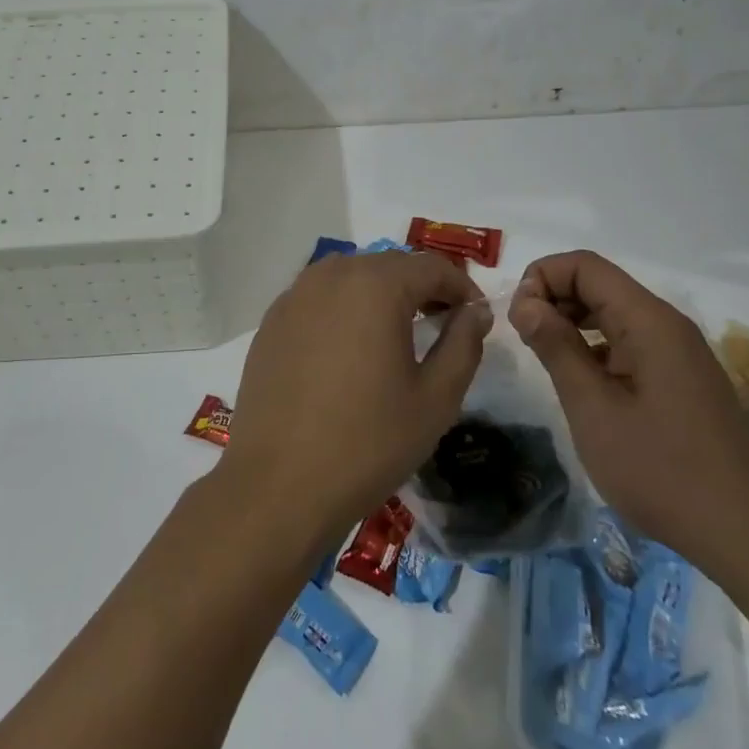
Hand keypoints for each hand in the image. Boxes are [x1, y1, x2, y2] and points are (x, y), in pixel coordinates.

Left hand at [221, 252, 489, 546]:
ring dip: (381, 292)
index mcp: (375, 285)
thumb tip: (476, 311)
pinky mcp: (272, 321)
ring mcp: (295, 295)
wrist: (279, 483)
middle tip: (442, 322)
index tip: (475, 315)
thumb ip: (463, 344)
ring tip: (397, 332)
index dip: (461, 286)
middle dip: (421, 286)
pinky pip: (319, 296)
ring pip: (351, 276)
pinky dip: (344, 307)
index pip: (431, 266)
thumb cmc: (368, 441)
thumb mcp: (435, 398)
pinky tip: (349, 347)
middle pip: (389, 264)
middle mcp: (331, 275)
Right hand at [508, 251, 748, 568]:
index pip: (585, 265)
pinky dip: (595, 348)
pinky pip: (630, 343)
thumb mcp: (593, 408)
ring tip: (545, 361)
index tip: (518, 319)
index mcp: (648, 321)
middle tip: (524, 340)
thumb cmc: (660, 469)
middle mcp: (667, 325)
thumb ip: (556, 347)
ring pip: (613, 314)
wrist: (745, 534)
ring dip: (572, 323)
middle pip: (599, 284)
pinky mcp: (682, 379)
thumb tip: (526, 302)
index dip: (542, 278)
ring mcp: (679, 353)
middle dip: (553, 299)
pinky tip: (581, 384)